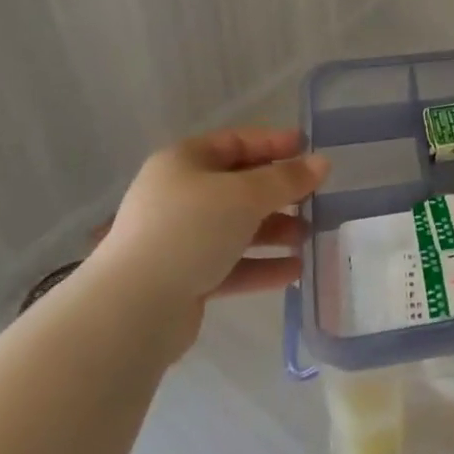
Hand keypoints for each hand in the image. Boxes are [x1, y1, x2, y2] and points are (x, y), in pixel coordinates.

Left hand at [91, 126, 327, 357]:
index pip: (236, 142)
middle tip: (315, 197)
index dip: (274, 143)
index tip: (310, 149)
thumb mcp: (246, 195)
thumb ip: (286, 179)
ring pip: (236, 227)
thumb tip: (322, 162)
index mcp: (184, 162)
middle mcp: (178, 196)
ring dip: (273, 230)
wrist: (132, 311)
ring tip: (308, 237)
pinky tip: (293, 271)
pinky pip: (230, 264)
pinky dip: (260, 265)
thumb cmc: (190, 231)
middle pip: (238, 186)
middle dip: (278, 193)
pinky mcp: (183, 279)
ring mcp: (179, 239)